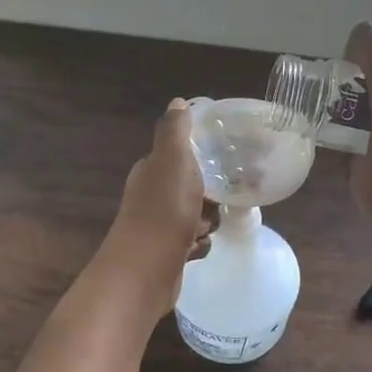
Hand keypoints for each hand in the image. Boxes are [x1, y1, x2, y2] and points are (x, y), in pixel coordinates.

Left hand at [101, 99, 219, 314]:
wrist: (146, 270)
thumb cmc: (164, 210)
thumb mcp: (173, 160)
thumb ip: (175, 131)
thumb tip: (177, 101)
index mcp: (151, 170)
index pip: (179, 155)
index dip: (202, 156)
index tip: (225, 160)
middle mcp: (151, 195)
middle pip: (191, 186)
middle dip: (210, 193)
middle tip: (225, 196)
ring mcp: (158, 225)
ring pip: (195, 215)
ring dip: (207, 221)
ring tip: (209, 226)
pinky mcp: (166, 252)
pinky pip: (193, 242)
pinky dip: (200, 245)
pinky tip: (200, 247)